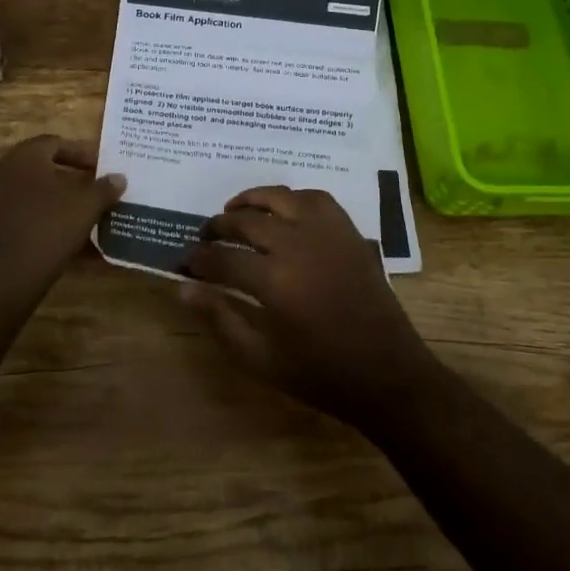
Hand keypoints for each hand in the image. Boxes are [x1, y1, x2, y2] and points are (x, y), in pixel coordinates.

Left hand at [0, 136, 125, 297]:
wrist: (4, 278)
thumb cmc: (48, 228)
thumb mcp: (86, 205)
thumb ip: (104, 188)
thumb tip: (119, 178)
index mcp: (24, 157)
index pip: (57, 143)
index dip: (83, 154)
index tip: (103, 169)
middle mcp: (4, 172)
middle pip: (46, 169)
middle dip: (75, 181)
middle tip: (98, 192)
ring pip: (37, 196)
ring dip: (63, 204)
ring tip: (89, 218)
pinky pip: (27, 217)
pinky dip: (49, 223)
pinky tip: (73, 243)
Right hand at [183, 186, 445, 431]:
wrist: (386, 373)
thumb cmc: (320, 373)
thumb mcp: (261, 358)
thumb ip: (220, 318)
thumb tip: (183, 288)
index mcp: (274, 281)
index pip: (221, 259)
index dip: (198, 260)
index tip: (185, 262)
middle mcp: (298, 245)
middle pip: (246, 221)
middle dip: (218, 227)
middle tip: (205, 236)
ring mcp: (327, 232)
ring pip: (280, 198)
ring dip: (252, 200)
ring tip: (234, 210)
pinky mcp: (348, 231)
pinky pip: (316, 197)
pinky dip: (293, 197)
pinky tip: (282, 210)